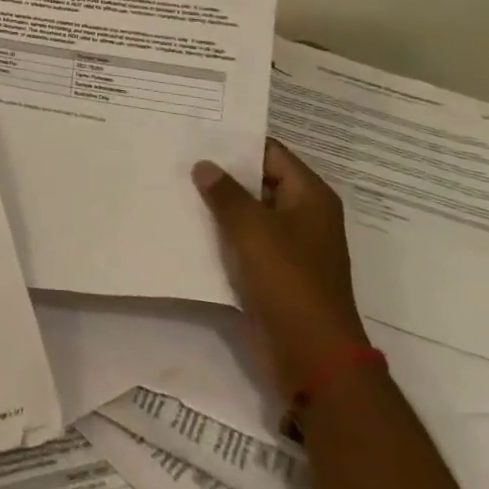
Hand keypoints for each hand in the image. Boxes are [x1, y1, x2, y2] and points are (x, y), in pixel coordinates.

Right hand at [193, 139, 368, 396]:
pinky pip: (246, 241)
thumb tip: (204, 166)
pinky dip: (223, 232)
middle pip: (259, 181)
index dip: (236, 141)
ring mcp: (290, 246)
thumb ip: (225, 193)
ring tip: (177, 184)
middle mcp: (304, 216)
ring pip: (250, 212)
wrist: (312, 356)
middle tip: (180, 154)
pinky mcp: (275, 272)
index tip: (199, 131)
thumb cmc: (288, 281)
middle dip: (223, 172)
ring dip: (219, 204)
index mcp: (310, 197)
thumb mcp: (252, 229)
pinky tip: (189, 224)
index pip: (271, 153)